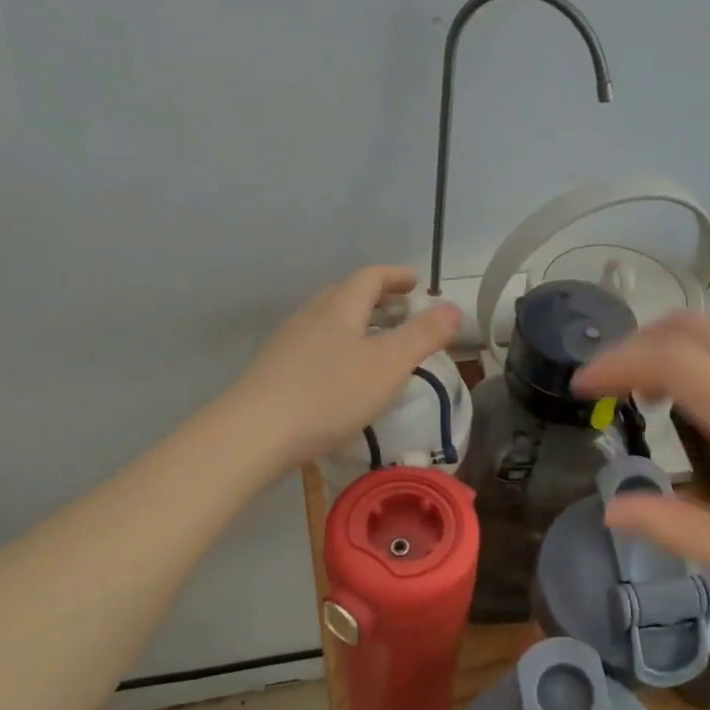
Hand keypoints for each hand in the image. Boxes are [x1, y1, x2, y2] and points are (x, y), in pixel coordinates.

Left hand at [232, 266, 462, 469]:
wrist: (255, 433)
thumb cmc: (330, 393)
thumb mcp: (389, 365)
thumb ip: (424, 335)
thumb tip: (454, 308)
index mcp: (340, 306)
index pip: (371, 277)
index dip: (396, 276)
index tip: (416, 283)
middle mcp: (311, 315)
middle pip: (347, 295)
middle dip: (378, 299)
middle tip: (402, 310)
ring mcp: (288, 342)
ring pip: (329, 321)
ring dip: (358, 324)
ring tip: (377, 343)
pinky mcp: (275, 370)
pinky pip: (316, 345)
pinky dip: (340, 346)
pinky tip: (344, 375)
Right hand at [574, 312, 709, 610]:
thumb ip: (679, 531)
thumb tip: (613, 509)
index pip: (671, 360)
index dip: (616, 363)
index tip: (583, 386)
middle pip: (691, 326)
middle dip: (636, 344)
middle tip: (608, 384)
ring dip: (672, 344)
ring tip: (648, 389)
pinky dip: (709, 352)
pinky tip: (708, 395)